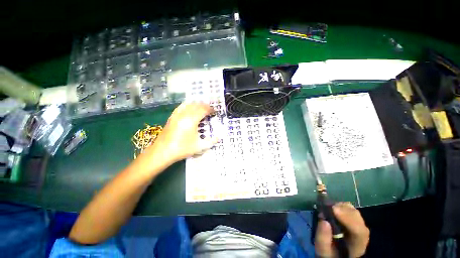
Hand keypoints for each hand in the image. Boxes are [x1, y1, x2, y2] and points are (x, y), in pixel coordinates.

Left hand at [148, 102, 218, 164]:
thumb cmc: (182, 149)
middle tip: (210, 110)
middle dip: (205, 106)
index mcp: (192, 120)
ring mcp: (177, 115)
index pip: (203, 110)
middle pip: (196, 105)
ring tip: (202, 108)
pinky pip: (181, 107)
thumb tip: (219, 138)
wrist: (162, 152)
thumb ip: (211, 142)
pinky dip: (188, 105)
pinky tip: (189, 108)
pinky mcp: (172, 117)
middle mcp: (184, 114)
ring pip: (188, 104)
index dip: (210, 109)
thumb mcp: (199, 147)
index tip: (215, 112)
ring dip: (197, 104)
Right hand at [315, 202, 369, 257]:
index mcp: (357, 246)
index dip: (348, 219)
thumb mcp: (323, 250)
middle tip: (329, 206)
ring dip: (342, 207)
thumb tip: (324, 221)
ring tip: (329, 207)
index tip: (333, 209)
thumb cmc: (329, 252)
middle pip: (359, 220)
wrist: (333, 252)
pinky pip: (351, 210)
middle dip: (344, 210)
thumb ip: (323, 239)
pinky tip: (333, 207)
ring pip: (355, 213)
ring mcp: (359, 226)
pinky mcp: (353, 220)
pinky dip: (341, 206)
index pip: (359, 232)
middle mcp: (361, 235)